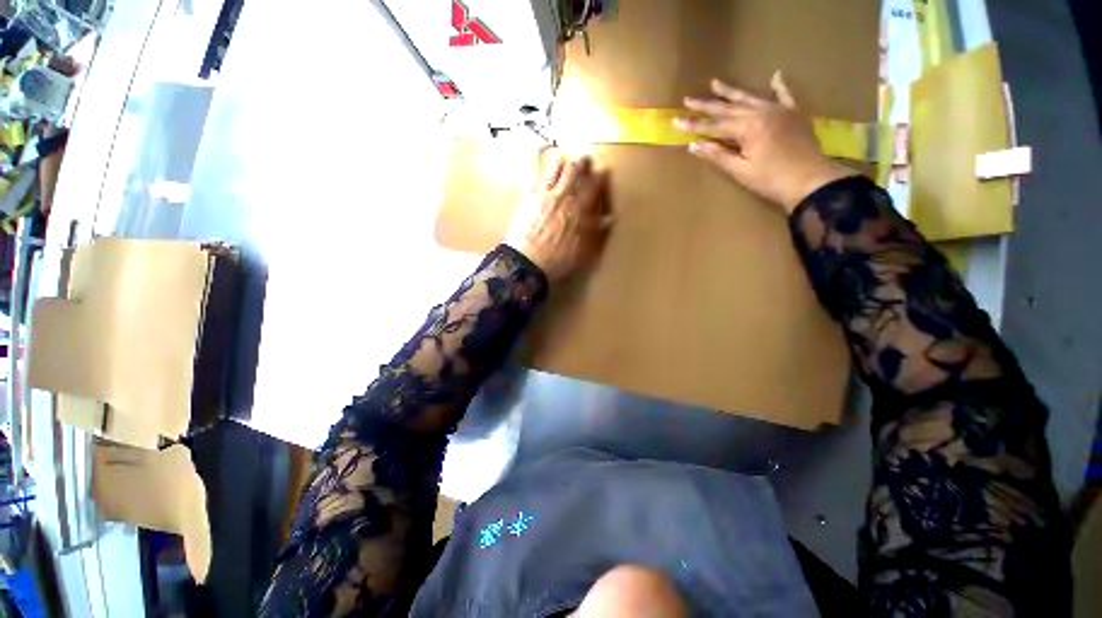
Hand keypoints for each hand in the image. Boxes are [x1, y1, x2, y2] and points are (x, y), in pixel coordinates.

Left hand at [506, 152, 612, 280]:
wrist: (528, 262)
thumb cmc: (558, 260)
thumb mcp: (584, 250)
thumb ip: (596, 231)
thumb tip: (609, 218)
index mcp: (580, 209)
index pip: (595, 184)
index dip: (601, 174)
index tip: (604, 171)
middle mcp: (564, 196)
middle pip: (575, 169)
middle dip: (583, 161)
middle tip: (586, 159)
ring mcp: (544, 194)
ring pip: (555, 167)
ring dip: (562, 161)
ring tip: (564, 160)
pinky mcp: (528, 197)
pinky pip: (535, 175)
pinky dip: (538, 167)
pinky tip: (538, 163)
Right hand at [675, 73, 855, 212]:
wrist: (811, 180)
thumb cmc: (771, 180)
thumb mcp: (741, 170)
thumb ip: (718, 155)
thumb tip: (694, 146)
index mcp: (748, 128)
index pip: (714, 126)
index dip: (694, 125)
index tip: (676, 121)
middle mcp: (762, 112)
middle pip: (729, 108)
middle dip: (707, 105)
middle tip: (688, 99)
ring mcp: (779, 110)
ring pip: (750, 98)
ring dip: (731, 92)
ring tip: (715, 83)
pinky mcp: (793, 114)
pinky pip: (785, 96)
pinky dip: (779, 86)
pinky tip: (775, 75)